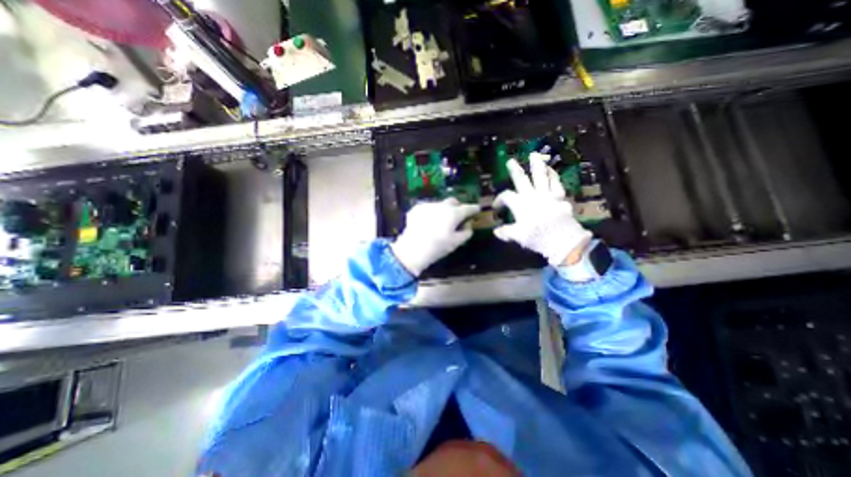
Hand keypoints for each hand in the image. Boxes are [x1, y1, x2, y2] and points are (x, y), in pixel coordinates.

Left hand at [390, 196, 477, 275]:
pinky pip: (427, 208)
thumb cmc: (438, 247)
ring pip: (439, 204)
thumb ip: (466, 232)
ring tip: (439, 221)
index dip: (474, 209)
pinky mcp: (416, 208)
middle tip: (458, 215)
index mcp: (454, 213)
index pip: (468, 208)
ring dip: (442, 210)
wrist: (412, 249)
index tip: (476, 209)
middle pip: (453, 201)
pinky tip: (427, 223)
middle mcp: (442, 205)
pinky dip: (430, 213)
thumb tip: (468, 225)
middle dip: (457, 206)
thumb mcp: (456, 243)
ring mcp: (428, 205)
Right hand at [492, 153, 593, 266]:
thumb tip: (496, 231)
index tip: (496, 207)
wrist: (562, 240)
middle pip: (521, 180)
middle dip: (515, 171)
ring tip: (534, 155)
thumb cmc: (537, 237)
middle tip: (510, 161)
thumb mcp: (517, 236)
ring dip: (537, 165)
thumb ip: (506, 232)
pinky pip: (556, 183)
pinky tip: (551, 170)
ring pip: (541, 176)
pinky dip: (553, 176)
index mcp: (520, 204)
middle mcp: (532, 195)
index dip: (499, 200)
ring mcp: (547, 194)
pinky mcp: (560, 197)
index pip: (506, 197)